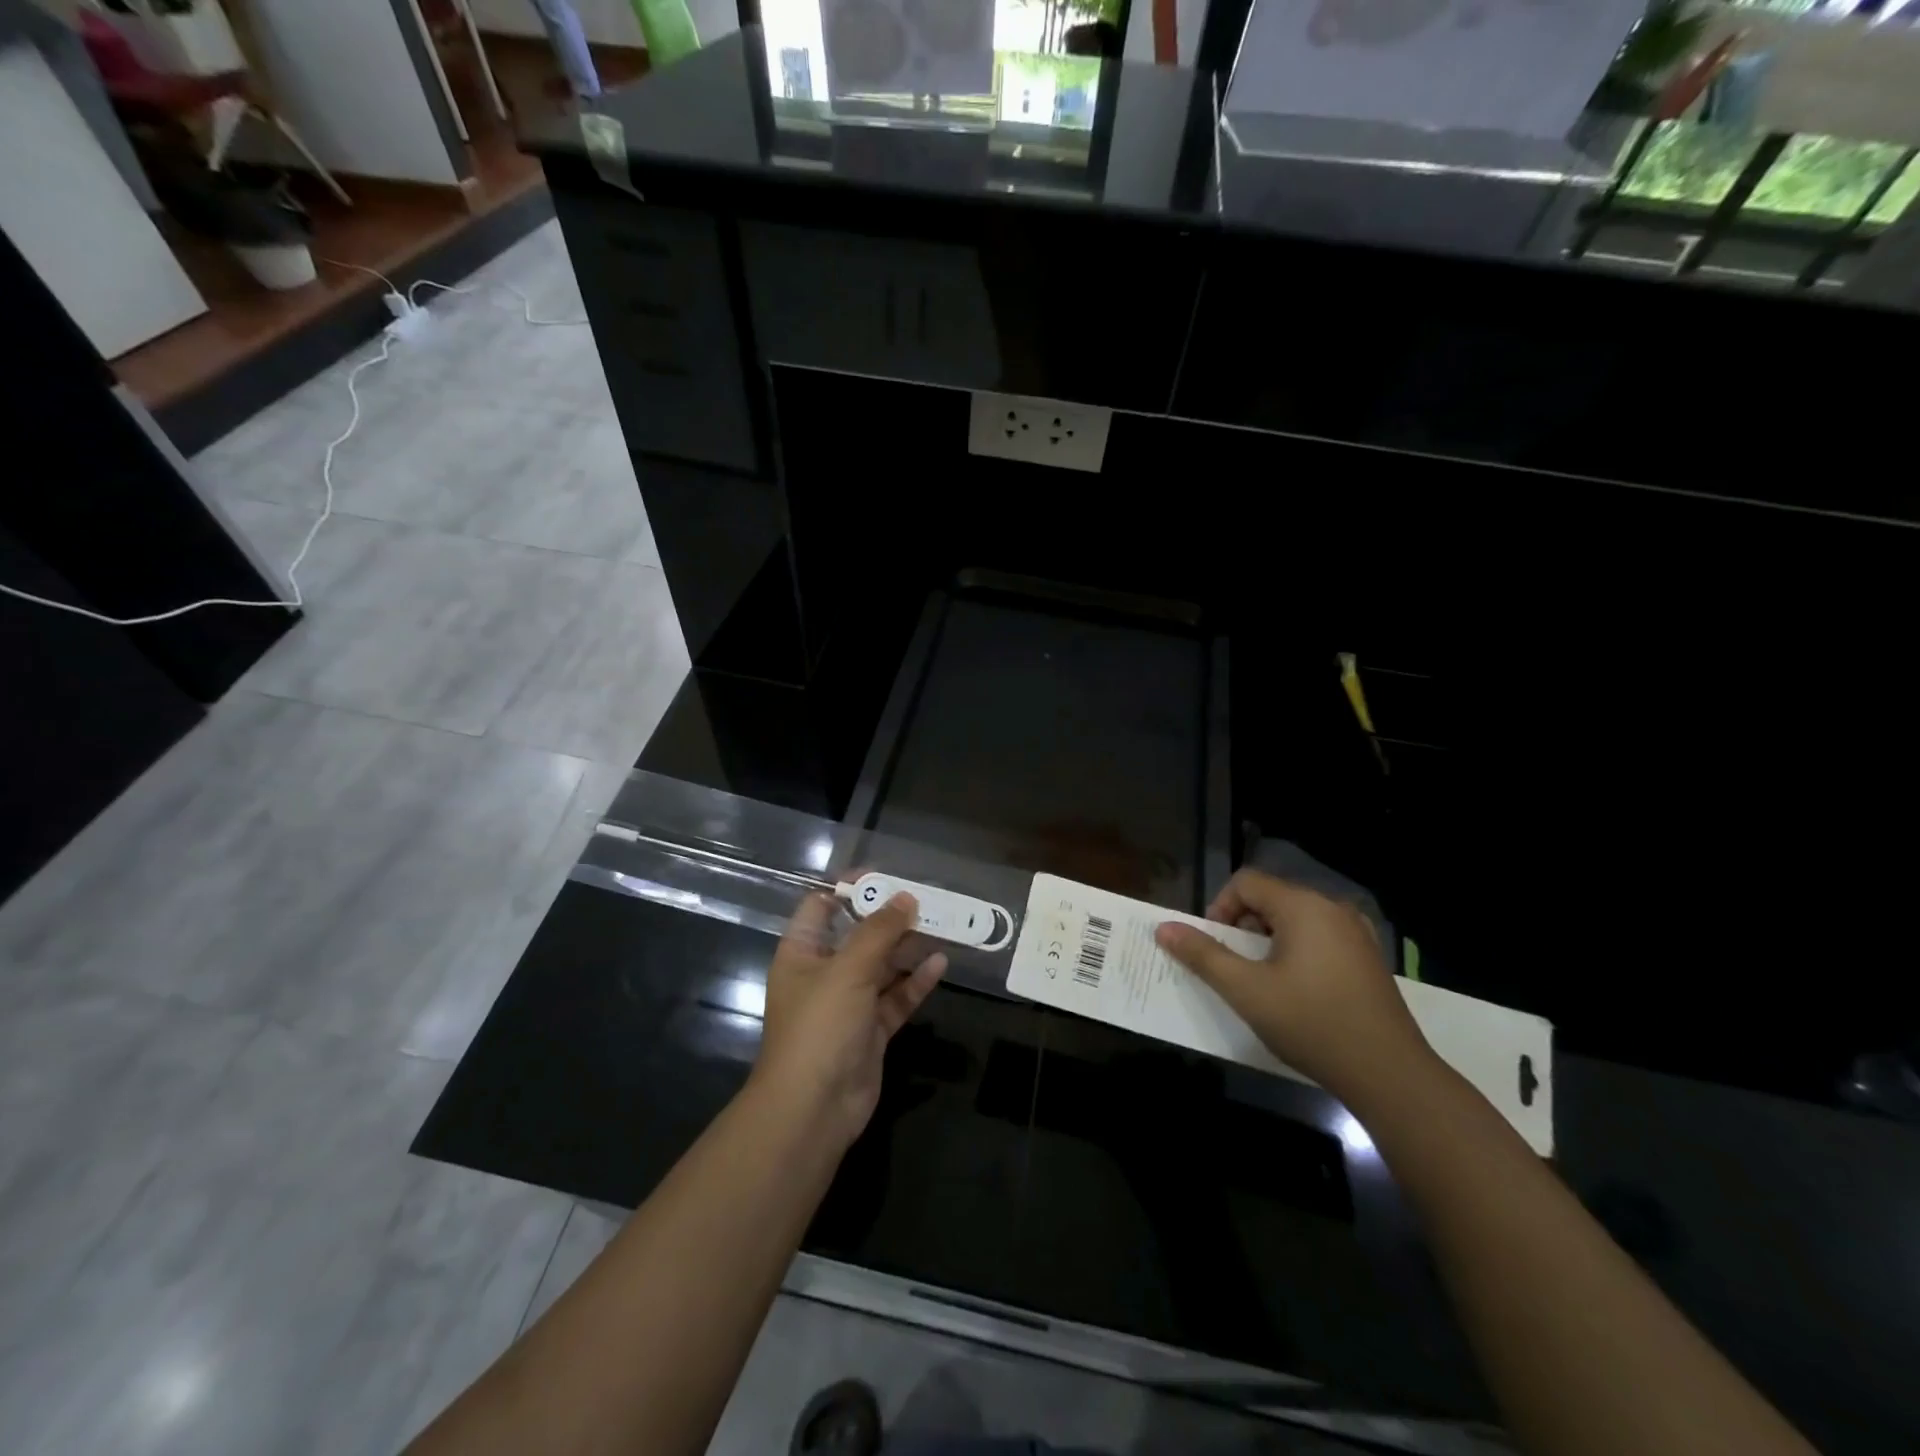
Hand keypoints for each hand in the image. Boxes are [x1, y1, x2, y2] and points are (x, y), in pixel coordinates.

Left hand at [752, 891, 947, 1151]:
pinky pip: (896, 997)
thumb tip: (905, 897)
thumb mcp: (848, 969)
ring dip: (908, 948)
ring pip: (882, 966)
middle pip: (859, 935)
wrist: (813, 1109)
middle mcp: (824, 973)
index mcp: (802, 953)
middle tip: (927, 899)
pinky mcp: (871, 1030)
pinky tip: (940, 964)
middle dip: (890, 918)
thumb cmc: (820, 1026)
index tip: (886, 876)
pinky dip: (916, 982)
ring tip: (942, 925)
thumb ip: (879, 931)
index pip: (822, 907)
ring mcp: (849, 1003)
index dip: (850, 889)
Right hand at [1153, 868, 1432, 1107]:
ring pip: (1296, 919)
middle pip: (1272, 898)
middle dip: (1243, 926)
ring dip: (1269, 940)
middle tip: (1235, 966)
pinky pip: (1320, 937)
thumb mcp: (1246, 990)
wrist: (1390, 1075)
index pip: (1246, 882)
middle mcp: (1333, 909)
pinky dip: (1298, 951)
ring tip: (1263, 981)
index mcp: (1304, 907)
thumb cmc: (1311, 1024)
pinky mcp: (1369, 958)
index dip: (1220, 908)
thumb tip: (1164, 928)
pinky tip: (1298, 990)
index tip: (1215, 947)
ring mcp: (1357, 933)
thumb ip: (1203, 954)